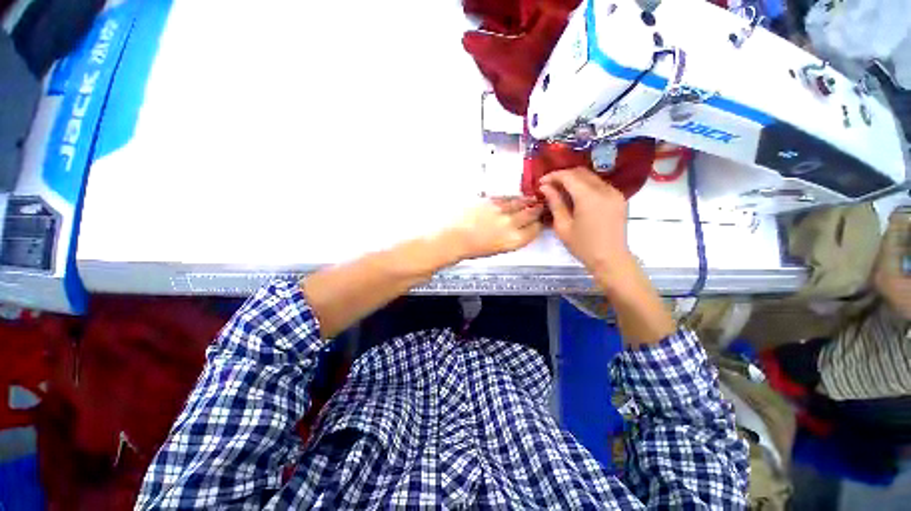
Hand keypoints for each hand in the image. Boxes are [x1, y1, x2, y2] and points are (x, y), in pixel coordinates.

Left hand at [443, 197, 543, 260]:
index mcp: (514, 240)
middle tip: (539, 207)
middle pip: (531, 214)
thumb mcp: (498, 249)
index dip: (538, 224)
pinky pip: (507, 198)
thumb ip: (512, 238)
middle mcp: (511, 224)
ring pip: (521, 202)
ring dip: (527, 201)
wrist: (453, 239)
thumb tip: (520, 229)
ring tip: (531, 200)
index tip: (538, 221)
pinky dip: (513, 198)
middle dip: (536, 210)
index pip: (535, 229)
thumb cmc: (473, 249)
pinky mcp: (490, 201)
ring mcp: (501, 210)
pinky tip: (514, 199)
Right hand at [539, 168, 634, 280]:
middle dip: (563, 176)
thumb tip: (545, 187)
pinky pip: (599, 184)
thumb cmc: (583, 246)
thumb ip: (555, 203)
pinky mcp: (619, 198)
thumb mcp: (563, 226)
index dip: (553, 176)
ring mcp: (614, 192)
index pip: (569, 176)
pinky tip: (576, 196)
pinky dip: (585, 185)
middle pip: (581, 173)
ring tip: (560, 190)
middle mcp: (604, 189)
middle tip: (548, 186)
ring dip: (574, 179)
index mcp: (589, 197)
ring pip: (591, 177)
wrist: (610, 259)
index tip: (541, 182)